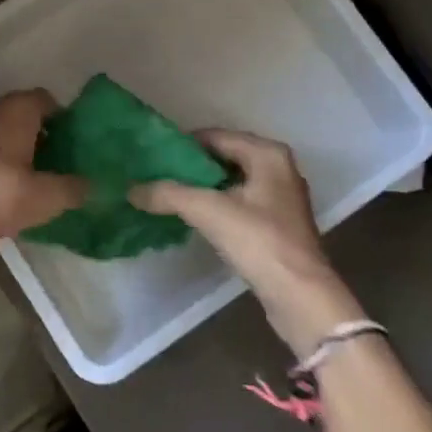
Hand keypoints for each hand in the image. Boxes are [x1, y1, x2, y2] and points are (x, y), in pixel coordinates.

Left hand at [0, 90, 87, 247]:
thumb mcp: (47, 197)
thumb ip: (74, 188)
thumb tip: (92, 185)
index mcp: (16, 110)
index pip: (46, 99)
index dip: (63, 119)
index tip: (73, 144)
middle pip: (23, 113)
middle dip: (42, 134)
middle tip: (58, 162)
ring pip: (2, 130)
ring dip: (18, 147)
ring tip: (33, 177)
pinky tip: (4, 187)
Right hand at [132, 130, 363, 358]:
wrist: (300, 296)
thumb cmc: (259, 241)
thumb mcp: (208, 211)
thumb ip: (168, 194)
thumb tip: (132, 189)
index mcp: (267, 154)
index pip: (215, 136)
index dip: (183, 145)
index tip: (153, 155)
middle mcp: (278, 168)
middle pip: (224, 157)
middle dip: (191, 166)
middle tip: (157, 174)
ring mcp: (281, 197)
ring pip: (232, 181)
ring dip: (203, 187)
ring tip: (168, 194)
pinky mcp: (278, 224)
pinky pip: (240, 202)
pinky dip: (217, 204)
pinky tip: (194, 217)